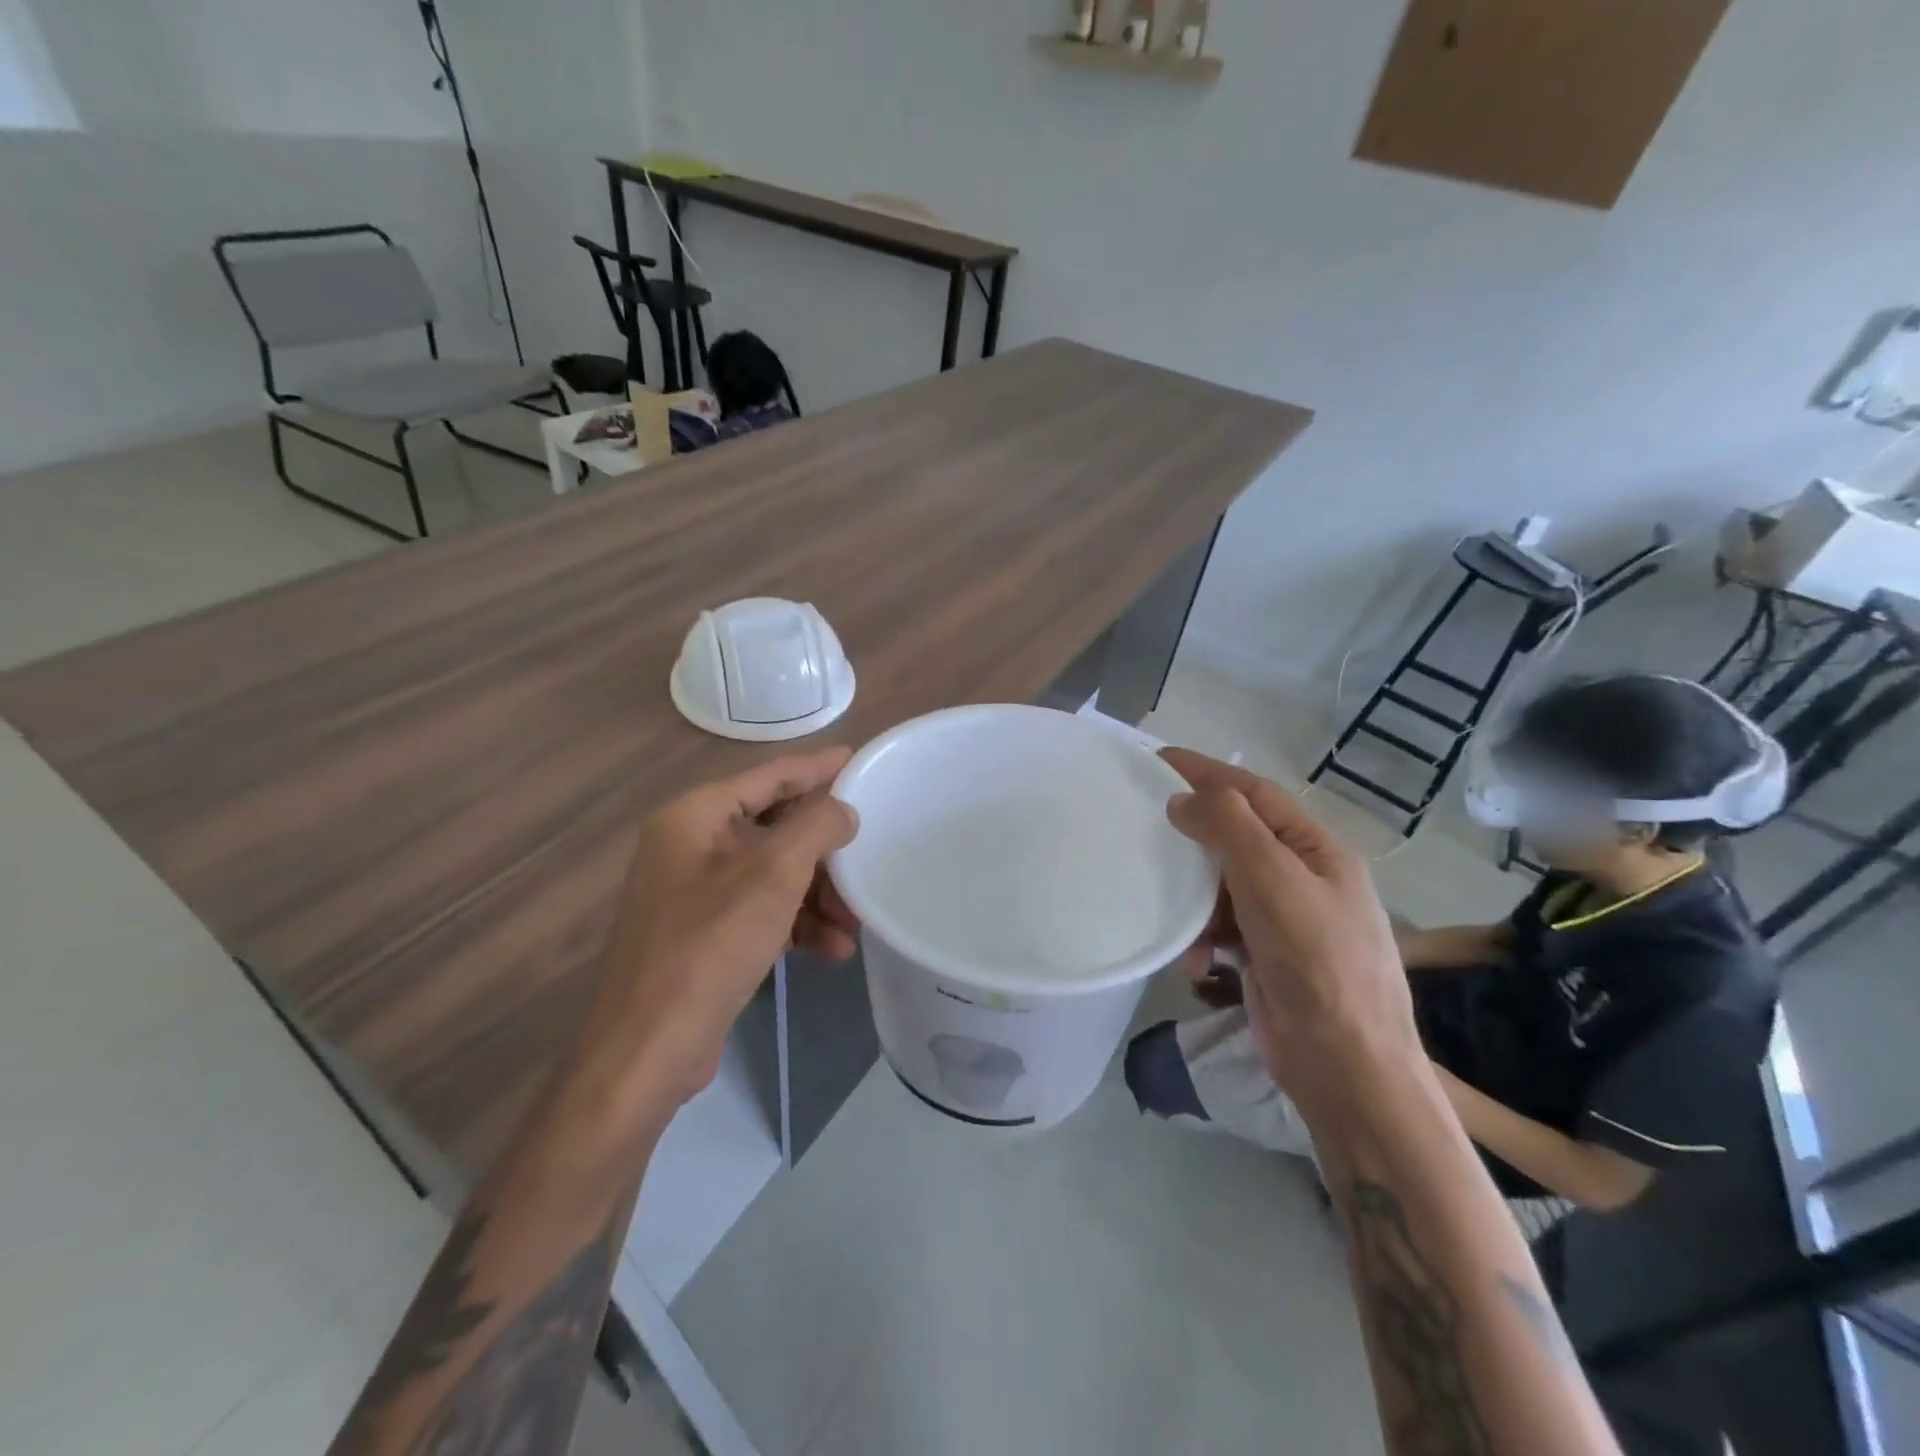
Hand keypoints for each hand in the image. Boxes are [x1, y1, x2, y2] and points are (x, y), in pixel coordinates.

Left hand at [578, 749, 860, 1116]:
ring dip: (818, 896)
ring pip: (774, 875)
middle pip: (775, 828)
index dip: (816, 767)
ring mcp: (695, 893)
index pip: (768, 776)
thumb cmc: (709, 945)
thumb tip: (842, 811)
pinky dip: (797, 925)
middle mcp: (690, 846)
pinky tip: (832, 950)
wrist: (647, 1050)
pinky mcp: (705, 936)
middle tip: (869, 856)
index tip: (858, 759)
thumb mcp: (773, 874)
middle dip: (825, 851)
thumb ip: (815, 826)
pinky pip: (763, 912)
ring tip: (856, 923)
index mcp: (695, 816)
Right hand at [1161, 749, 1418, 1112]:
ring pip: (1223, 886)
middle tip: (1146, 827)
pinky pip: (1222, 929)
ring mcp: (1285, 920)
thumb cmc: (1316, 960)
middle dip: (1195, 837)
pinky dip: (1204, 941)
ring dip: (1195, 901)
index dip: (1207, 773)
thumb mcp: (1273, 879)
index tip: (1157, 761)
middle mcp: (1303, 878)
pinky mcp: (1266, 957)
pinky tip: (1197, 964)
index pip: (1254, 793)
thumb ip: (1228, 828)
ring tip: (1176, 917)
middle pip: (1236, 838)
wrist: (1345, 1066)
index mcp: (1316, 850)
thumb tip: (1182, 800)